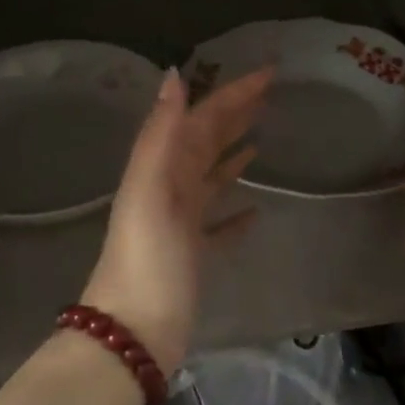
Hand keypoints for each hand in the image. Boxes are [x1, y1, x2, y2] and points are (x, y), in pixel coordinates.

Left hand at [82, 67, 270, 372]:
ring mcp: (181, 223)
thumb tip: (175, 74)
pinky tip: (256, 210)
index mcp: (160, 168)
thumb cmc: (147, 258)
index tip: (269, 73)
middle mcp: (169, 188)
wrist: (133, 331)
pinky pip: (219, 224)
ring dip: (233, 154)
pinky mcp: (193, 255)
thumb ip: (161, 133)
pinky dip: (235, 212)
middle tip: (271, 95)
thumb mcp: (150, 189)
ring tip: (262, 138)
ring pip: (211, 178)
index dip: (232, 93)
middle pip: (206, 142)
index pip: (201, 118)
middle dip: (235, 115)